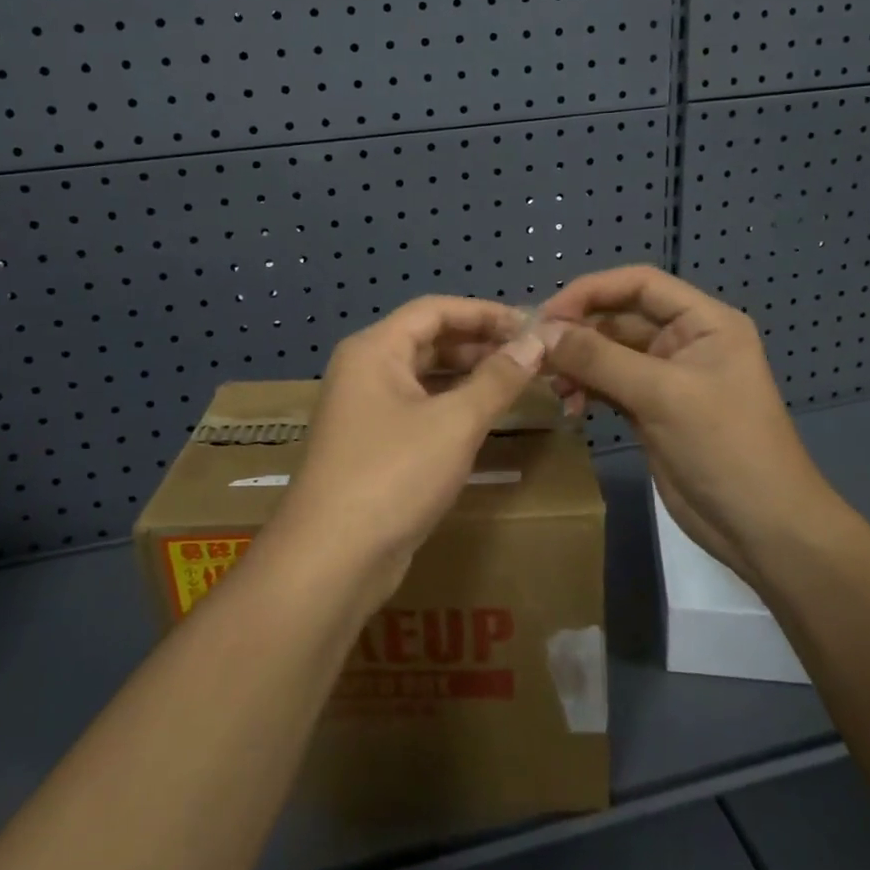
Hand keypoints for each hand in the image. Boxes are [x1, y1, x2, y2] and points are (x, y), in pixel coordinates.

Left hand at [270, 296, 547, 610]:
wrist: (332, 560)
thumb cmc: (394, 475)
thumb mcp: (455, 423)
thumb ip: (498, 379)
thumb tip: (537, 341)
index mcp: (374, 349)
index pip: (435, 310)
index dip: (484, 312)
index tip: (529, 325)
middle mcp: (365, 370)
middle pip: (428, 340)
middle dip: (479, 343)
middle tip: (530, 355)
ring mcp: (366, 409)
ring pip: (424, 376)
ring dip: (468, 375)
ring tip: (516, 381)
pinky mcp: (373, 445)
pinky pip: (419, 408)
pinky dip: (452, 405)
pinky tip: (485, 416)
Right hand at [537, 266, 833, 576]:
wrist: (764, 530)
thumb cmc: (725, 448)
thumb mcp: (662, 396)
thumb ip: (600, 359)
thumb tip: (541, 333)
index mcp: (703, 322)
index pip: (639, 284)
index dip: (591, 290)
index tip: (548, 314)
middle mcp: (684, 341)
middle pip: (619, 317)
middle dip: (578, 331)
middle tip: (536, 353)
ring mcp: (667, 377)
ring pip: (609, 352)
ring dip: (578, 363)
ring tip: (553, 386)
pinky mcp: (652, 410)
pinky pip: (609, 384)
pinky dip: (586, 389)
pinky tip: (570, 405)